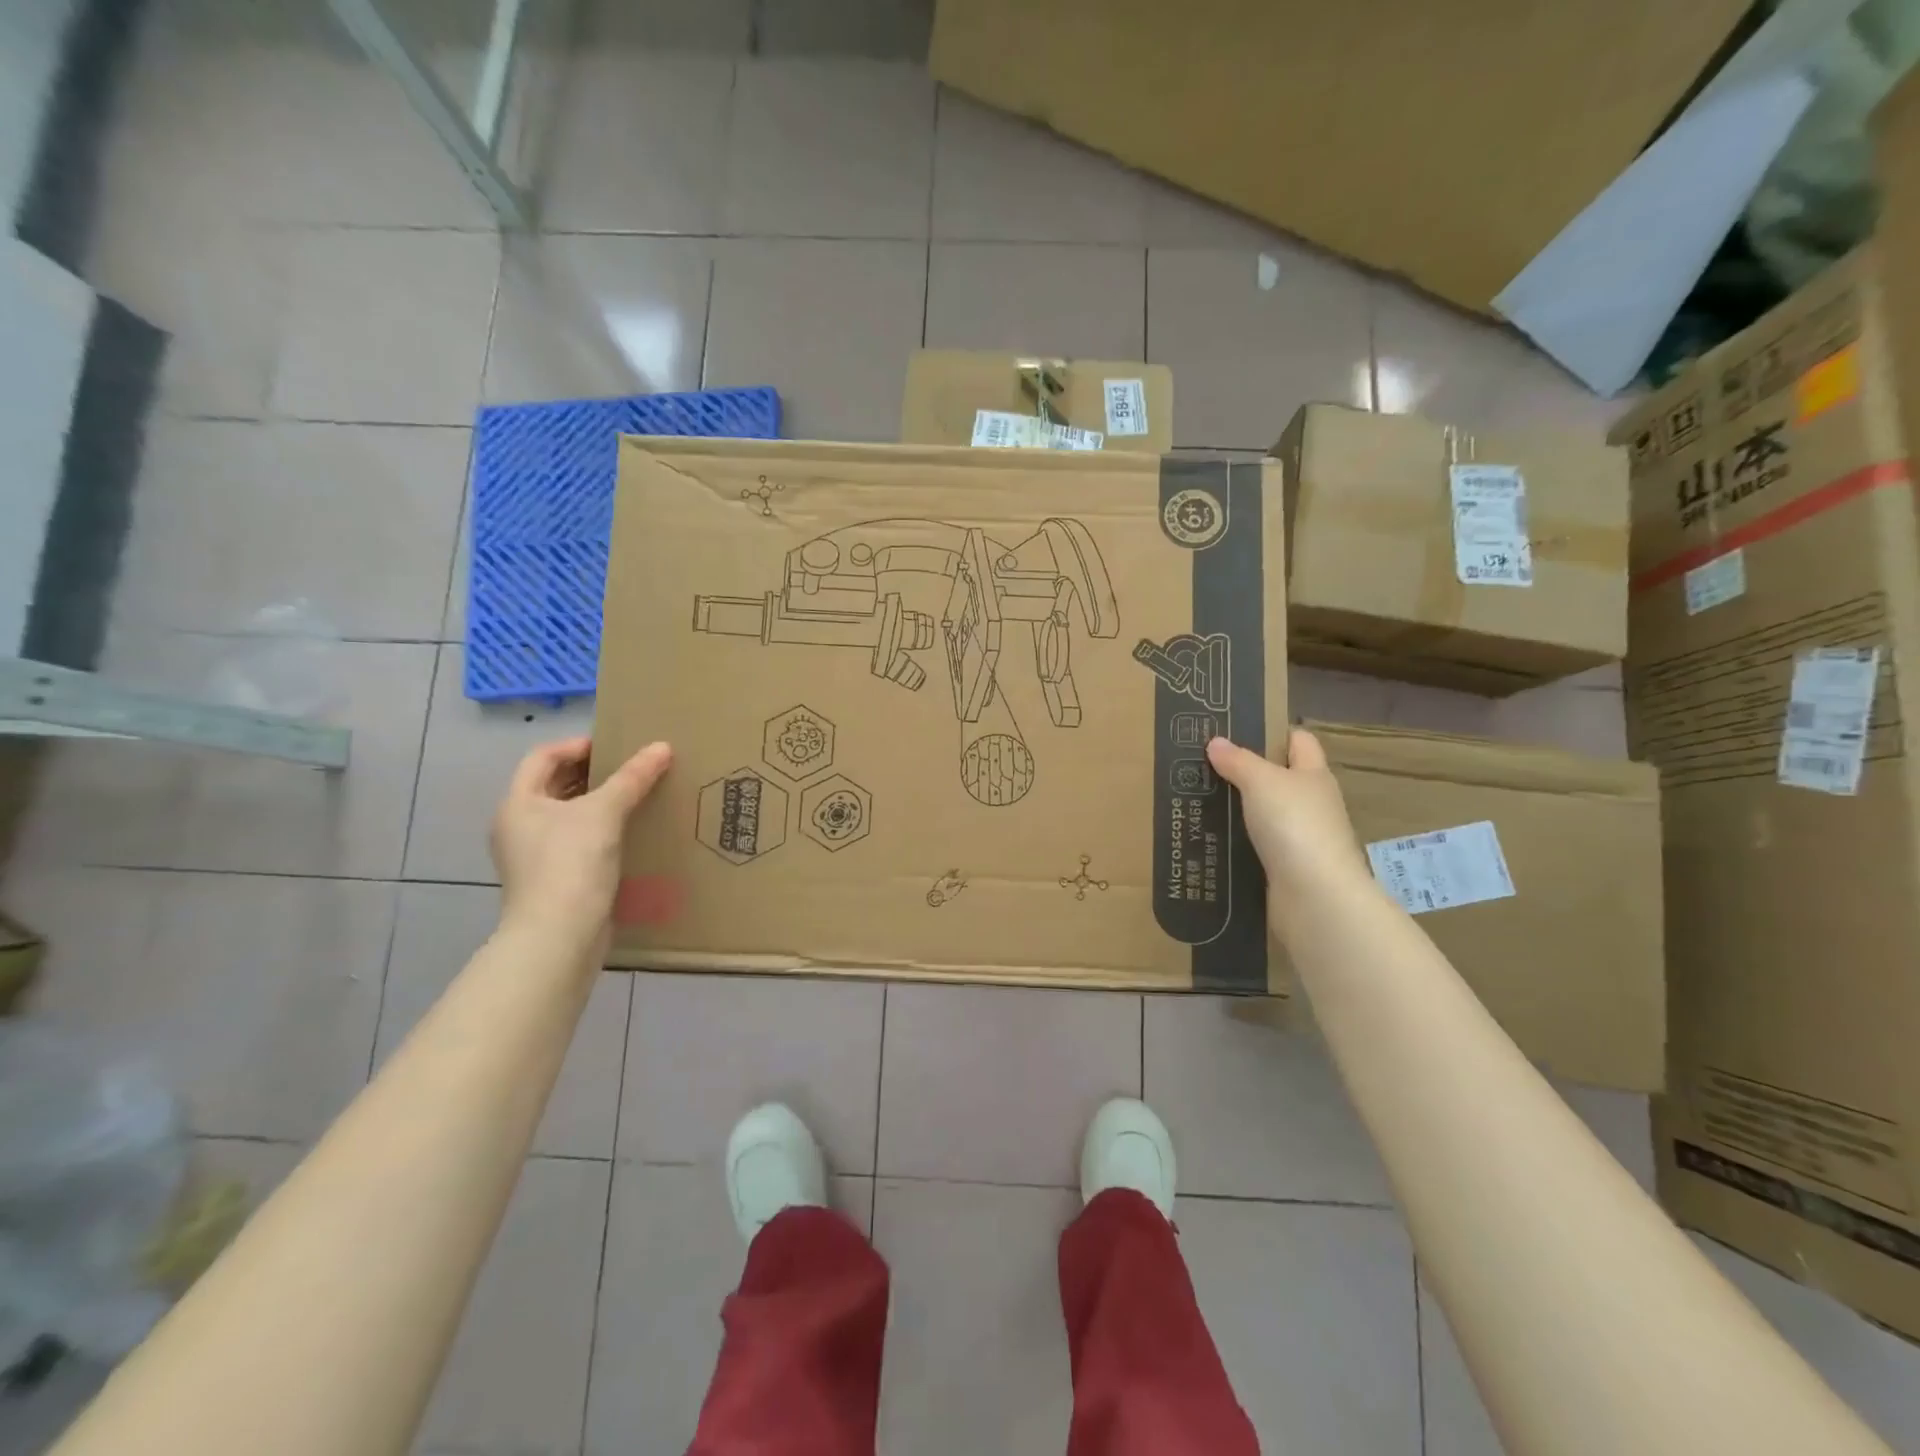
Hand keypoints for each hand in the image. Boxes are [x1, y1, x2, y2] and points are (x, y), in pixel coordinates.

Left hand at [491, 736, 672, 949]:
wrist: (559, 936)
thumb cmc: (570, 863)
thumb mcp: (604, 812)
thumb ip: (633, 778)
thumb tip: (662, 746)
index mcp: (518, 803)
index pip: (543, 757)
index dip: (577, 745)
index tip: (616, 746)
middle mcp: (519, 826)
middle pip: (555, 785)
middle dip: (592, 773)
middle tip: (632, 767)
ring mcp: (534, 856)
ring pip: (569, 815)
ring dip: (600, 802)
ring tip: (638, 795)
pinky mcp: (555, 880)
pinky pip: (579, 842)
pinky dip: (602, 831)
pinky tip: (631, 832)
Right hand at [1207, 730, 1370, 912]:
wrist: (1314, 896)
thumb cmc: (1294, 825)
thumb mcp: (1261, 781)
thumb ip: (1238, 760)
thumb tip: (1216, 742)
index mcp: (1313, 775)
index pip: (1299, 741)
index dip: (1274, 732)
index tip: (1237, 731)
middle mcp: (1312, 803)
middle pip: (1280, 779)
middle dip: (1246, 772)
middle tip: (1204, 766)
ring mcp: (1301, 839)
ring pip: (1266, 815)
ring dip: (1238, 810)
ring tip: (1198, 800)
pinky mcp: (1287, 868)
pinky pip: (1257, 847)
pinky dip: (1237, 842)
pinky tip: (1209, 838)